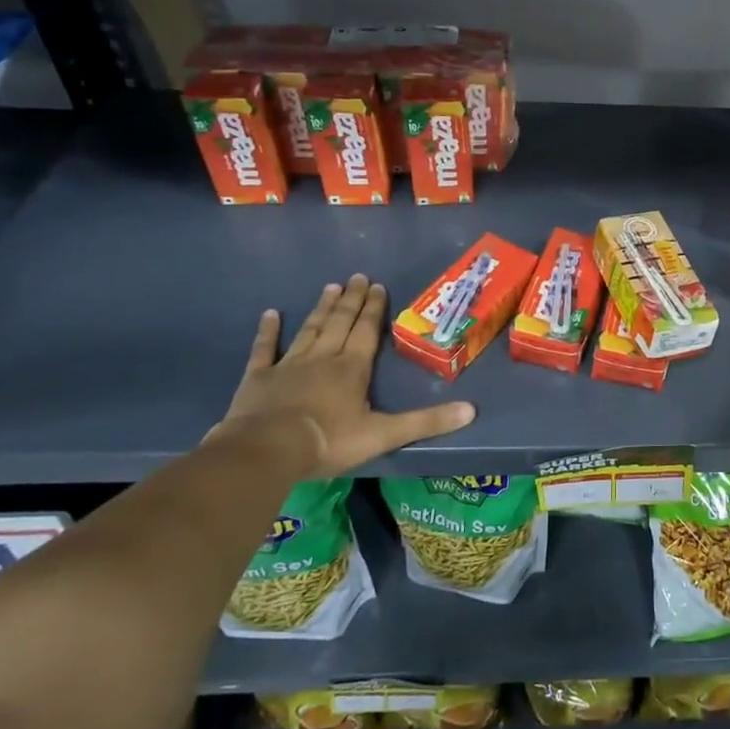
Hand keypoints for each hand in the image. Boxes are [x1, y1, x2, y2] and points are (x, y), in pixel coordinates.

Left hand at [216, 274, 474, 475]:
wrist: (266, 451)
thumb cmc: (329, 441)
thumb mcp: (384, 435)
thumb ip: (426, 422)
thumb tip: (471, 410)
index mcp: (352, 368)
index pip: (366, 331)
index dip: (374, 308)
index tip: (378, 285)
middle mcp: (322, 358)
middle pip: (340, 323)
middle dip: (351, 300)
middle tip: (357, 276)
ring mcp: (288, 365)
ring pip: (309, 330)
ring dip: (321, 309)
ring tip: (330, 287)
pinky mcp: (258, 378)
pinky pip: (264, 350)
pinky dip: (268, 332)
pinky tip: (270, 314)